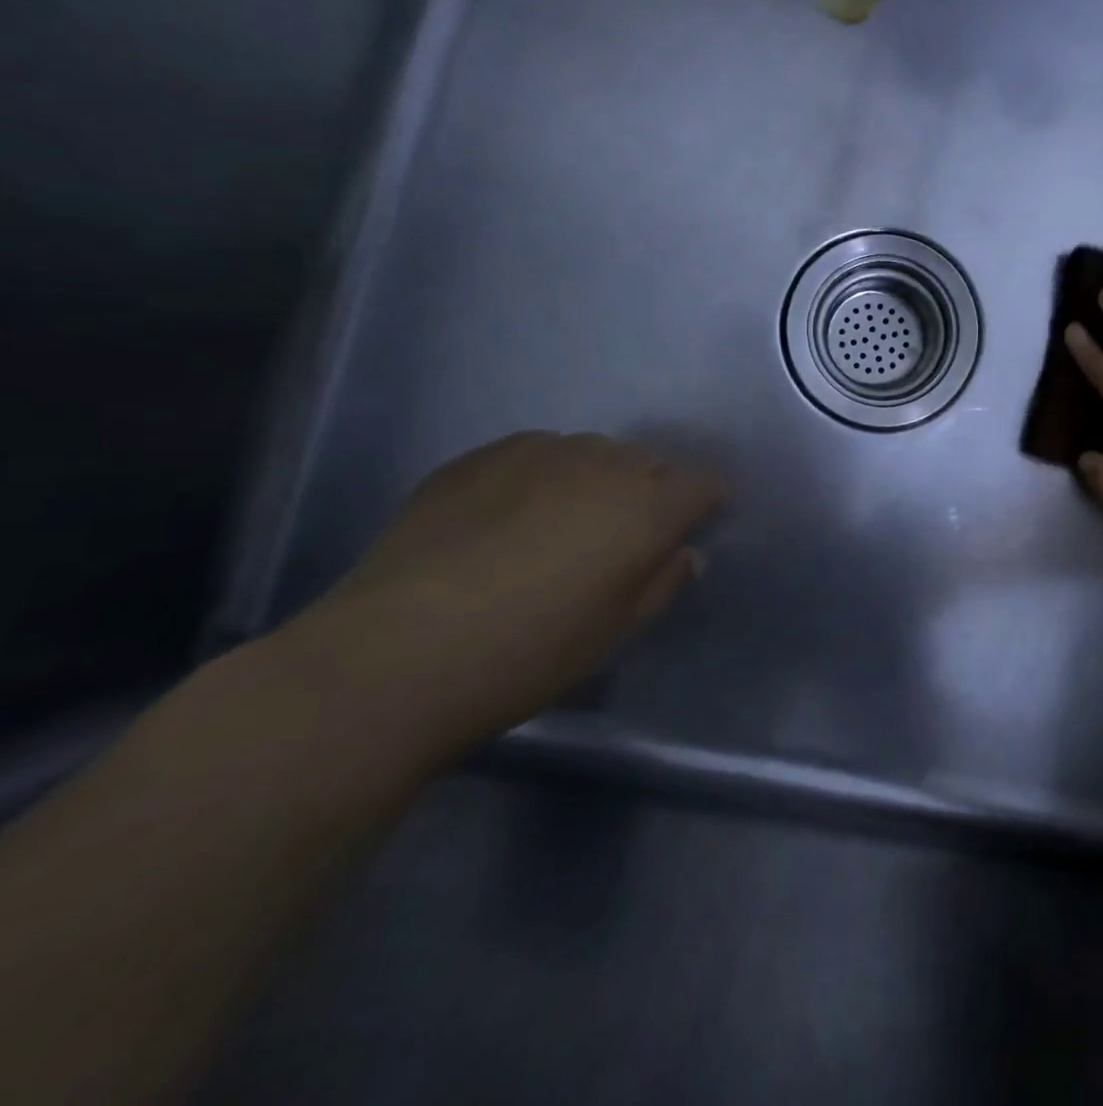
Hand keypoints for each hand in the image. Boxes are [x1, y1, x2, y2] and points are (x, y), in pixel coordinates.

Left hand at [280, 432, 725, 750]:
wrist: (395, 654)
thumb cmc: (531, 653)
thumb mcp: (617, 631)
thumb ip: (663, 582)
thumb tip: (685, 553)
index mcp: (648, 505)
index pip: (702, 484)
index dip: (703, 506)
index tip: (688, 532)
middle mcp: (603, 462)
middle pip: (650, 463)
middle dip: (651, 491)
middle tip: (624, 538)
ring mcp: (538, 451)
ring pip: (592, 452)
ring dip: (596, 480)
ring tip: (564, 524)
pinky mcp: (479, 456)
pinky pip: (536, 453)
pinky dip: (543, 476)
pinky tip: (510, 516)